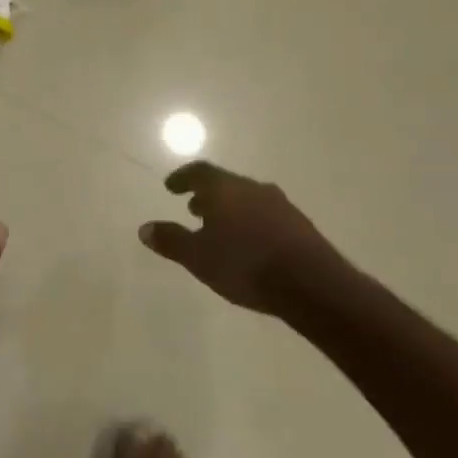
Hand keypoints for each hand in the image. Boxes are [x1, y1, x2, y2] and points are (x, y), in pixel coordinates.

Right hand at [139, 162, 351, 317]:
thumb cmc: (245, 265)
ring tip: (220, 228)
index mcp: (225, 189)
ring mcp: (281, 205)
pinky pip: (267, 215)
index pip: (199, 171)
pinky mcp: (300, 225)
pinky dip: (251, 222)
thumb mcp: (198, 257)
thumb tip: (145, 228)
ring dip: (230, 209)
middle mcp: (253, 189)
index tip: (170, 187)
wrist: (312, 285)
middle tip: (193, 208)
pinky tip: (249, 244)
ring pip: (248, 199)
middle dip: (207, 195)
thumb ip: (171, 240)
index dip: (182, 177)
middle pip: (225, 183)